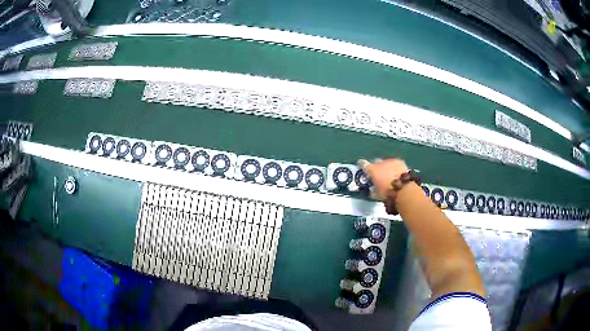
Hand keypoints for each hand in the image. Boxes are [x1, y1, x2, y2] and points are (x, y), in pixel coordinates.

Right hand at [358, 158, 408, 199]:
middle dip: (376, 167)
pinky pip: (395, 163)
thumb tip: (371, 191)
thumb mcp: (377, 195)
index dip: (361, 164)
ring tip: (389, 175)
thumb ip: (373, 191)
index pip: (363, 164)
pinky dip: (394, 168)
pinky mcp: (400, 162)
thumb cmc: (388, 193)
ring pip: (386, 162)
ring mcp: (391, 161)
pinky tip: (396, 173)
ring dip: (386, 167)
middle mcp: (380, 163)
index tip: (360, 164)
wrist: (404, 189)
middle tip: (378, 174)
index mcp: (372, 170)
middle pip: (375, 162)